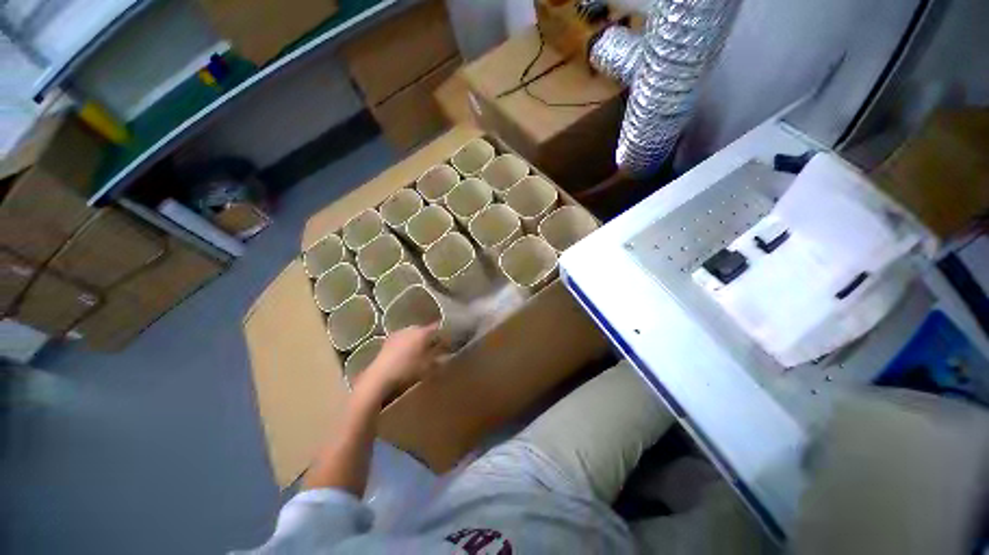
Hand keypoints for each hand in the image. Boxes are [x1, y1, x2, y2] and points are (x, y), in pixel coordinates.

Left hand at [360, 324, 443, 397]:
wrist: (379, 377)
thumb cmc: (408, 370)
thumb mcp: (429, 367)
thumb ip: (440, 357)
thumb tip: (447, 352)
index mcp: (423, 332)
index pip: (439, 327)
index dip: (446, 333)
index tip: (450, 340)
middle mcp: (411, 328)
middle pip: (426, 330)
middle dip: (432, 337)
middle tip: (436, 348)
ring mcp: (399, 332)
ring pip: (414, 334)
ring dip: (419, 340)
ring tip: (422, 352)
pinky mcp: (389, 340)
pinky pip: (404, 339)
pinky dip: (408, 344)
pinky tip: (408, 354)